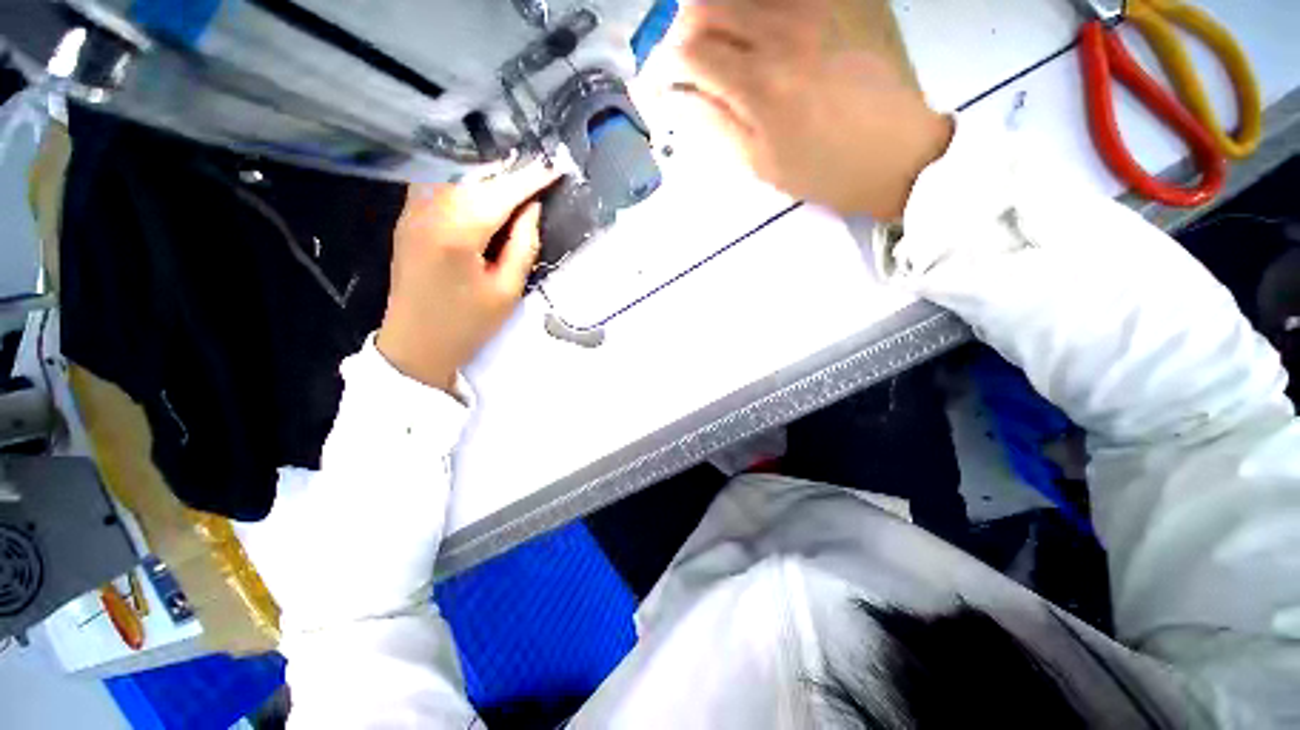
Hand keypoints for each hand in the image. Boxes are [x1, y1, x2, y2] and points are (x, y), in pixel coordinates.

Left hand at [377, 165, 557, 390]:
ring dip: (485, 170)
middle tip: (538, 167)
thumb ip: (522, 245)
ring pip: (452, 174)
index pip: (500, 194)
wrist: (417, 344)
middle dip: (508, 169)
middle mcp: (429, 212)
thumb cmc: (468, 324)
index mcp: (457, 234)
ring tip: (515, 175)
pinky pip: (438, 184)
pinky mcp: (407, 218)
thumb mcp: (507, 290)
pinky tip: (482, 186)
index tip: (556, 166)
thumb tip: (532, 209)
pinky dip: (464, 178)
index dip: (530, 179)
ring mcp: (412, 212)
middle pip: (473, 175)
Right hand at [654, 0, 952, 219]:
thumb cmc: (823, 170)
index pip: (689, 53)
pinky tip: (756, 28)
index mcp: (759, 85)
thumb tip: (677, 100)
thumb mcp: (759, 163)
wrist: (896, 153)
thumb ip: (713, 126)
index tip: (661, 83)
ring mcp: (816, 7)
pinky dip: (756, 6)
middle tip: (686, 60)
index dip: (664, 66)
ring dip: (716, 13)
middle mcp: (783, 31)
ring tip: (718, 44)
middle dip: (683, 31)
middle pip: (707, 4)